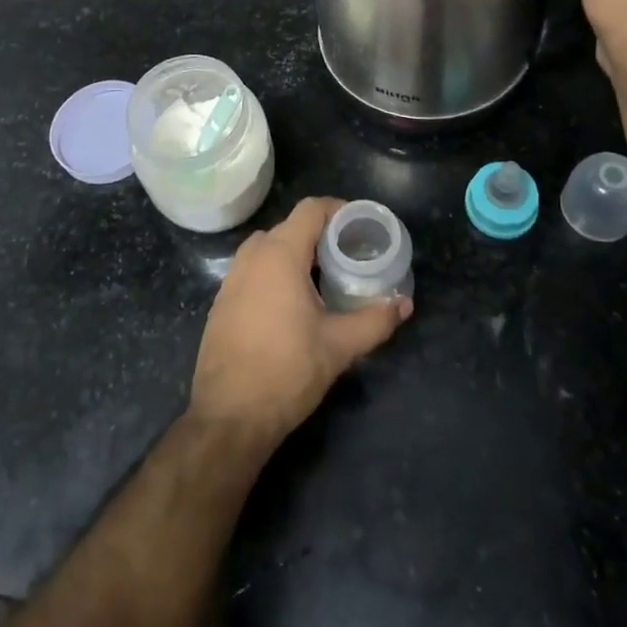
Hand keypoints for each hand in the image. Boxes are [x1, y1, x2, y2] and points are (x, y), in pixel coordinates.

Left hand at [188, 197, 411, 449]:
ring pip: (268, 248)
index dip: (338, 209)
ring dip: (295, 253)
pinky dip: (274, 272)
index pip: (310, 209)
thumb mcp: (339, 345)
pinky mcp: (221, 302)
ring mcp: (231, 279)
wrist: (229, 416)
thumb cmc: (287, 370)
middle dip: (319, 234)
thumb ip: (375, 320)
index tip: (360, 225)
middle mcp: (252, 257)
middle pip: (289, 227)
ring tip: (323, 277)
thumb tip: (404, 304)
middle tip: (348, 255)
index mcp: (280, 255)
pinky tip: (292, 304)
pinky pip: (253, 270)